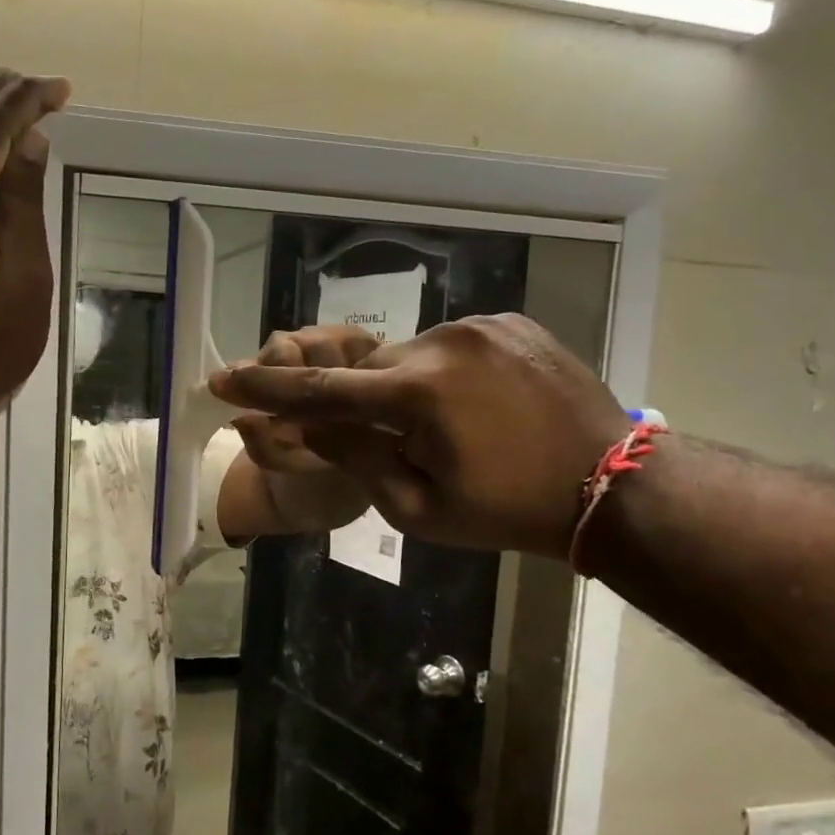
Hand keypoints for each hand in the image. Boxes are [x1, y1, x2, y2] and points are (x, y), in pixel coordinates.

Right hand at [210, 314, 631, 555]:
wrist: (614, 486)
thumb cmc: (507, 511)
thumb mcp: (417, 509)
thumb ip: (356, 458)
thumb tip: (309, 426)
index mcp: (416, 394)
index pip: (319, 389)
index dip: (264, 388)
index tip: (221, 379)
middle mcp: (442, 343)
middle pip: (368, 370)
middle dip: (359, 402)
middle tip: (387, 441)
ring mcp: (482, 326)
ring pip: (410, 356)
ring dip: (405, 389)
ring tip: (447, 430)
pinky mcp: (512, 323)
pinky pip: (451, 346)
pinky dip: (444, 374)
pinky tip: (476, 407)